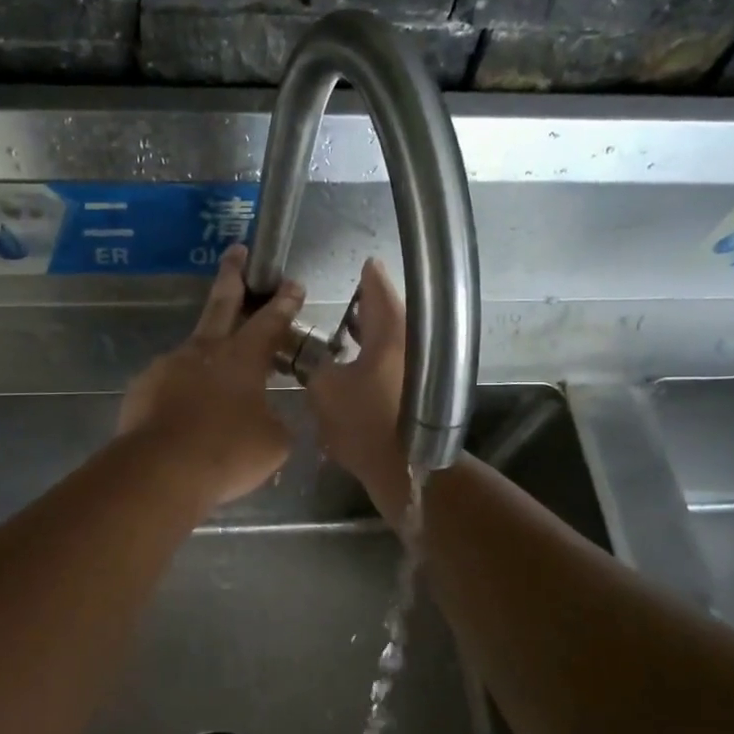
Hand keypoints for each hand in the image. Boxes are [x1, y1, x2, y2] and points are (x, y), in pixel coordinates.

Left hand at [117, 245, 305, 508]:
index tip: (292, 283)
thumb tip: (266, 417)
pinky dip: (180, 394)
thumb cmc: (228, 452)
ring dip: (205, 357)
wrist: (161, 470)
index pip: (270, 322)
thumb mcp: (273, 443)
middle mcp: (205, 351)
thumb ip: (274, 421)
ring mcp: (169, 366)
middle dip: (233, 275)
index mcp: (243, 358)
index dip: (284, 303)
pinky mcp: (143, 387)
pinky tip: (183, 416)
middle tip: (236, 251)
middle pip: (222, 303)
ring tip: (212, 386)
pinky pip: (169, 384)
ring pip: (193, 351)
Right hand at [308, 258, 411, 517]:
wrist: (404, 470)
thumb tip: (316, 362)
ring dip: (368, 334)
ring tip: (341, 333)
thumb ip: (315, 366)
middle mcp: (411, 342)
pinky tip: (353, 367)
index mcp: (392, 331)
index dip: (367, 275)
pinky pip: (393, 362)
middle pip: (388, 313)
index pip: (378, 288)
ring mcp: (419, 368)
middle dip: (364, 307)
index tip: (361, 264)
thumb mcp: (324, 389)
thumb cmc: (364, 422)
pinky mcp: (417, 392)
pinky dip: (374, 357)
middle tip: (342, 301)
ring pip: (392, 340)